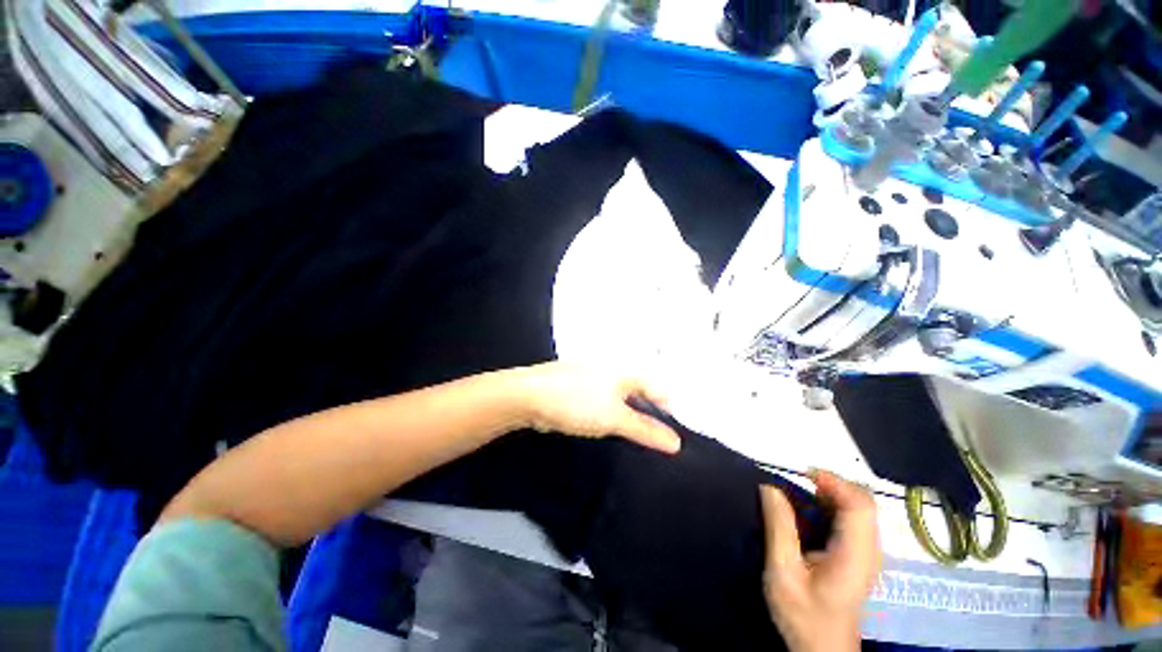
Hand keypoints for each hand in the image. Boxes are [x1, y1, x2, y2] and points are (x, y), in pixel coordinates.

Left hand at [514, 362, 680, 453]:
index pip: (658, 389)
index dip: (666, 414)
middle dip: (646, 417)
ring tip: (630, 440)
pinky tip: (606, 430)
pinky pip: (603, 402)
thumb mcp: (614, 418)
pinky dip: (609, 416)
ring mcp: (595, 377)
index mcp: (625, 369)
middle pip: (640, 394)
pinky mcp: (580, 387)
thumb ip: (645, 430)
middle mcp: (613, 369)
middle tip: (650, 443)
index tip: (666, 439)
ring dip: (627, 418)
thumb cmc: (576, 401)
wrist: (529, 396)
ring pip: (621, 399)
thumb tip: (676, 443)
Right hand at [760, 470, 879, 651]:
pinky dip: (832, 505)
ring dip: (831, 493)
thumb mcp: (782, 573)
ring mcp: (869, 553)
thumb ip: (779, 528)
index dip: (834, 482)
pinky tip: (809, 512)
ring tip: (798, 493)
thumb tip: (770, 487)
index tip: (800, 474)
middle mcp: (870, 550)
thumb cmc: (803, 615)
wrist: (823, 649)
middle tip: (795, 482)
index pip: (860, 505)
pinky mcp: (861, 556)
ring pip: (860, 508)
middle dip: (831, 484)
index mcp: (855, 555)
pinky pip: (853, 518)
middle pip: (864, 502)